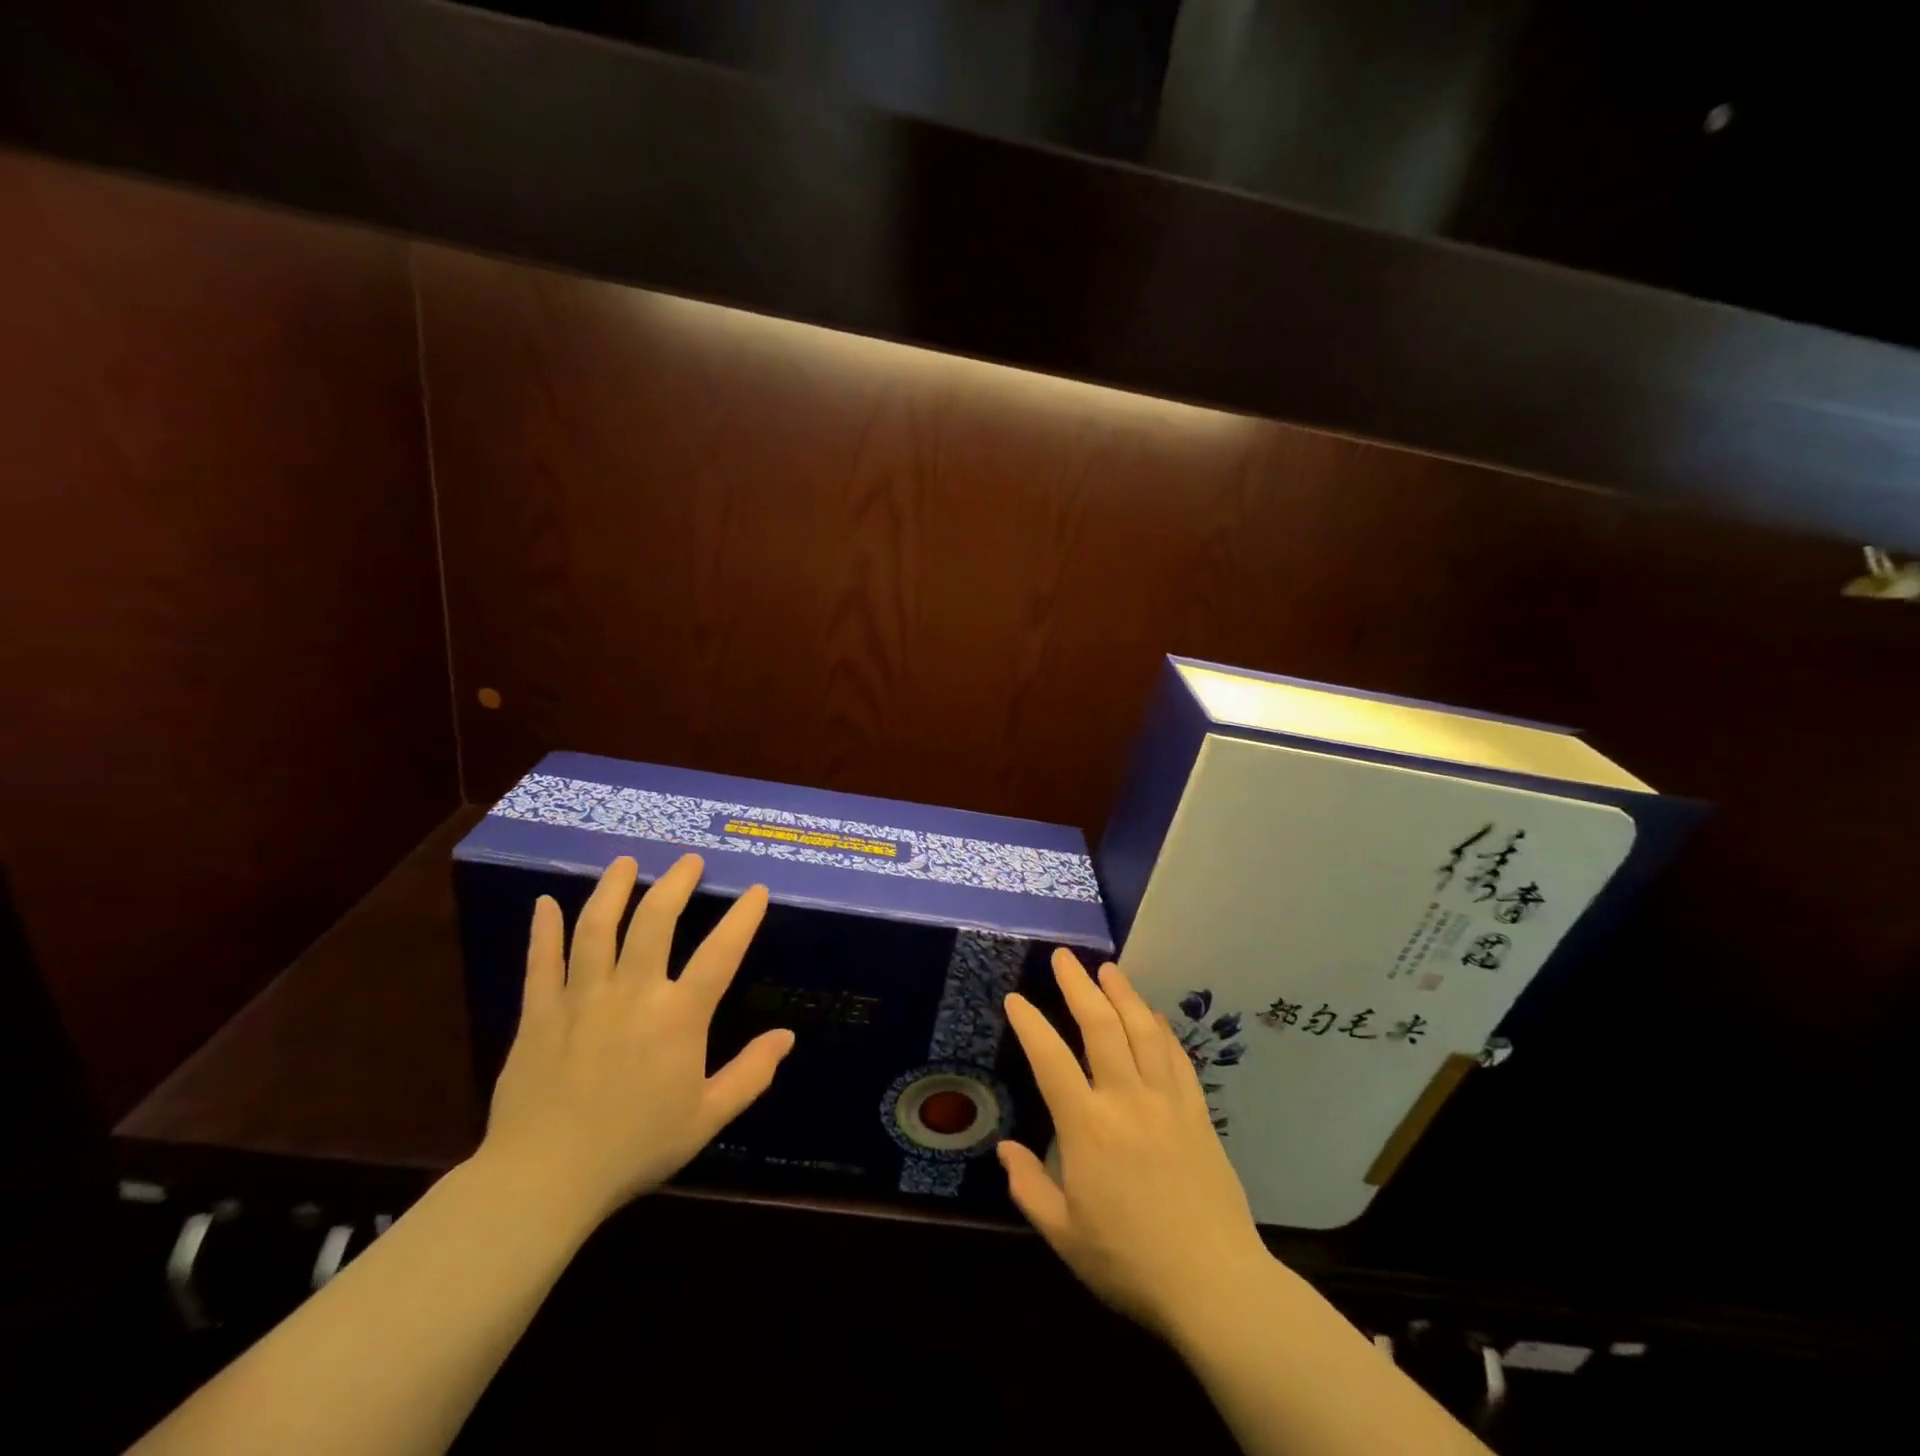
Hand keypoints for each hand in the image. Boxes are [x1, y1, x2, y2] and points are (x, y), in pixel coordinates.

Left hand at [479, 854, 794, 1224]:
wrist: (544, 1179)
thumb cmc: (635, 1147)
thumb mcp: (706, 1117)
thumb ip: (750, 1074)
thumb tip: (787, 1037)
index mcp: (678, 1016)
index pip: (721, 953)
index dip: (743, 917)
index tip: (756, 890)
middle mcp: (633, 992)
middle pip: (655, 921)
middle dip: (676, 884)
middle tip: (689, 861)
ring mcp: (582, 997)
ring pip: (597, 928)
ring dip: (612, 889)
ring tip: (626, 863)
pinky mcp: (540, 1013)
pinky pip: (542, 962)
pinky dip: (545, 930)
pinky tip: (545, 902)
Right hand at [999, 949, 1271, 1338]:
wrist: (1215, 1285)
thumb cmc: (1130, 1263)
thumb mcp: (1065, 1236)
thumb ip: (1029, 1188)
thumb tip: (1005, 1149)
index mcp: (1087, 1128)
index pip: (1050, 1060)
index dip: (1030, 1024)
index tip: (1015, 998)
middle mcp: (1126, 1100)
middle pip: (1101, 1027)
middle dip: (1079, 986)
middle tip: (1063, 956)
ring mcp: (1167, 1102)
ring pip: (1142, 1031)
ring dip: (1123, 994)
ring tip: (1108, 968)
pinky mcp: (1197, 1112)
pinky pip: (1177, 1057)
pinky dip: (1162, 1029)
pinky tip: (1153, 1015)